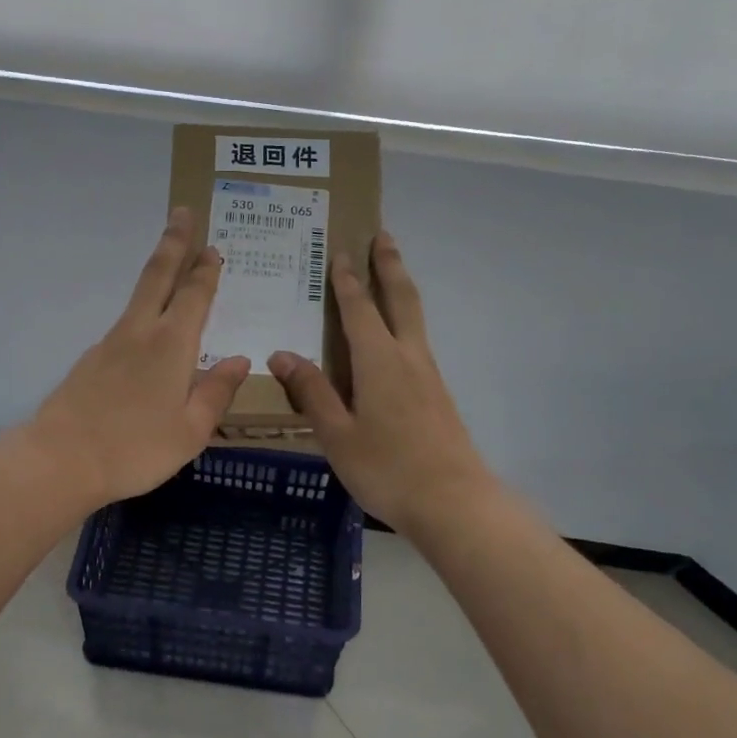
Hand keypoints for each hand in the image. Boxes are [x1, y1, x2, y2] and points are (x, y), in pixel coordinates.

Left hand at [27, 207, 250, 508]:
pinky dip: (143, 314)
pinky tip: (149, 336)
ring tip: (171, 266)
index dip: (205, 270)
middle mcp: (139, 333)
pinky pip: (126, 326)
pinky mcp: (91, 361)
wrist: (60, 460)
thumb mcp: (191, 431)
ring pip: (138, 297)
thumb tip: (239, 360)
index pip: (193, 296)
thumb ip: (216, 392)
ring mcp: (110, 344)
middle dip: (173, 242)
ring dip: (157, 273)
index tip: (212, 247)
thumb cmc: (135, 448)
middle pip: (157, 276)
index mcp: (170, 345)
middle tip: (181, 212)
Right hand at [269, 230, 492, 532]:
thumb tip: (282, 353)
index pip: (359, 309)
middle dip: (389, 265)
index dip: (347, 280)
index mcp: (380, 361)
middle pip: (401, 299)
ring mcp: (428, 375)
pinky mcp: (438, 394)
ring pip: (414, 318)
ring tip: (391, 272)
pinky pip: (417, 342)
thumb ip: (311, 392)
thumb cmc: (388, 468)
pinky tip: (396, 338)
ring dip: (401, 288)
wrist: (454, 502)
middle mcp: (408, 357)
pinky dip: (405, 320)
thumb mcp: (338, 435)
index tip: (340, 252)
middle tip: (383, 235)